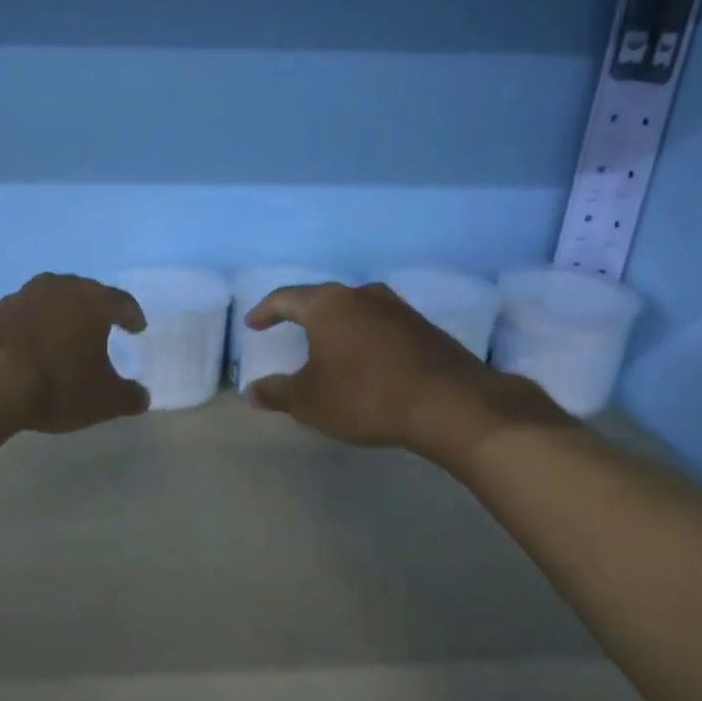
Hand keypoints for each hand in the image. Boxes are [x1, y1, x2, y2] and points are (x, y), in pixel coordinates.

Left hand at [0, 273, 149, 438]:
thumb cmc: (56, 384)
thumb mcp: (102, 400)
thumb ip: (127, 396)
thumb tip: (142, 396)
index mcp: (91, 301)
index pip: (119, 301)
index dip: (130, 315)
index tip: (137, 327)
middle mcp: (57, 289)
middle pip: (82, 292)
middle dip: (93, 309)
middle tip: (100, 325)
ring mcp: (19, 297)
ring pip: (48, 301)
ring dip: (58, 316)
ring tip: (63, 337)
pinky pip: (19, 317)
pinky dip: (29, 329)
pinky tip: (28, 349)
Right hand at [244, 282, 568, 471]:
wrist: (450, 404)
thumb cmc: (365, 395)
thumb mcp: (310, 401)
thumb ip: (278, 393)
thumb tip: (251, 391)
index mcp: (328, 305)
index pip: (286, 299)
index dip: (265, 311)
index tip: (253, 324)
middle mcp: (362, 296)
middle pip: (323, 300)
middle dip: (303, 315)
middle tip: (288, 328)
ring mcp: (398, 309)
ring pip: (357, 311)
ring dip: (338, 327)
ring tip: (328, 345)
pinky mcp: (425, 329)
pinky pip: (382, 327)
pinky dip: (366, 339)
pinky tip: (366, 361)